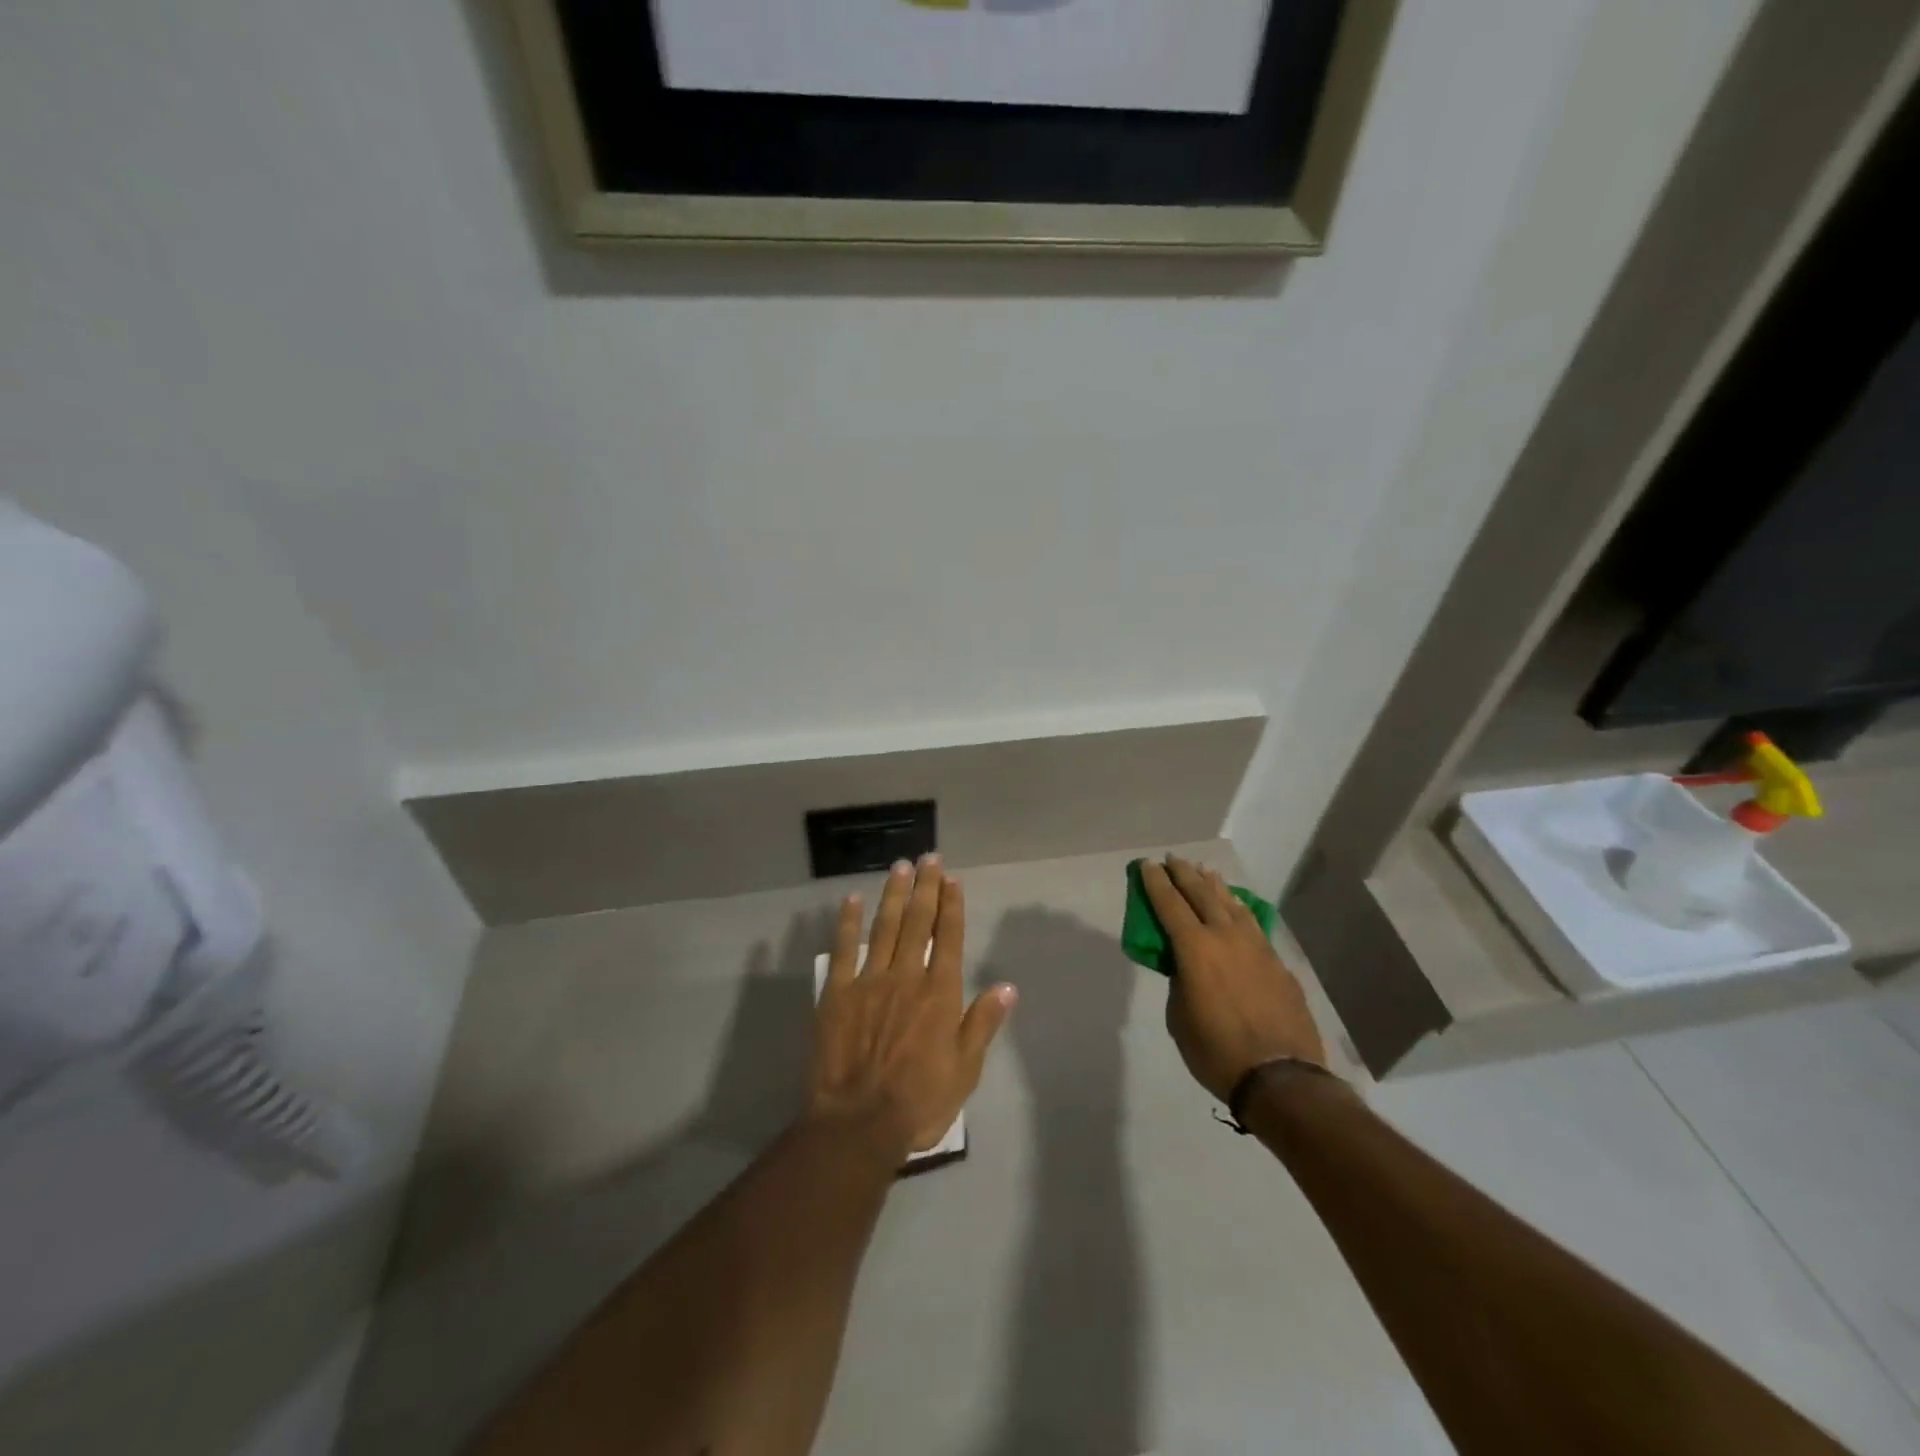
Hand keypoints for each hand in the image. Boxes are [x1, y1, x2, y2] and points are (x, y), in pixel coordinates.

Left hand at [809, 856, 1017, 1154]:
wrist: (859, 1122)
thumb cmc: (920, 1100)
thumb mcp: (965, 1070)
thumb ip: (983, 1023)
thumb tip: (1007, 987)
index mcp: (940, 993)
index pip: (949, 938)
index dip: (951, 906)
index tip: (952, 879)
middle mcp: (907, 976)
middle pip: (918, 922)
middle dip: (925, 887)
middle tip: (928, 857)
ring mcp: (869, 980)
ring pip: (884, 927)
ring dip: (893, 894)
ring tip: (900, 866)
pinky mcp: (837, 992)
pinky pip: (843, 949)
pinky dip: (848, 922)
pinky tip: (851, 900)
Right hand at [1140, 856, 1327, 1103]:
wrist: (1281, 1077)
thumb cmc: (1216, 1051)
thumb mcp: (1180, 1017)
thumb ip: (1180, 982)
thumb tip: (1188, 969)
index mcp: (1195, 949)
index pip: (1170, 904)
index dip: (1156, 883)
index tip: (1148, 864)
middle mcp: (1226, 937)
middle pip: (1202, 895)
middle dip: (1184, 874)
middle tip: (1173, 859)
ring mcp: (1257, 947)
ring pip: (1232, 905)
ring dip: (1215, 886)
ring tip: (1206, 871)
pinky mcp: (1278, 963)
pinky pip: (1253, 925)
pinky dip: (1240, 910)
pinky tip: (1238, 908)